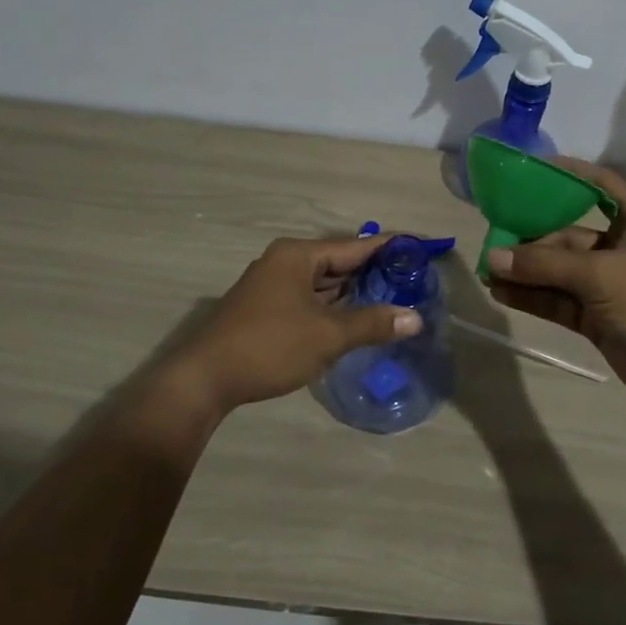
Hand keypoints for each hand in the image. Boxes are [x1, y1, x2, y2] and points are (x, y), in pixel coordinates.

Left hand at [168, 233, 421, 415]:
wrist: (205, 378)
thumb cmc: (269, 346)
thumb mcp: (327, 335)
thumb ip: (372, 323)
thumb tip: (415, 318)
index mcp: (298, 255)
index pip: (355, 246)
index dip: (389, 248)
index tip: (421, 248)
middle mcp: (284, 262)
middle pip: (339, 262)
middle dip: (374, 273)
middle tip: (413, 281)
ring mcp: (272, 286)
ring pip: (323, 284)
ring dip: (353, 293)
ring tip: (393, 300)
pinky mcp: (266, 309)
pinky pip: (309, 299)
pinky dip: (333, 307)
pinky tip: (355, 320)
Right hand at [485, 160, 625, 423]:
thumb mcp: (600, 276)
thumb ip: (544, 264)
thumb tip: (493, 257)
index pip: (600, 185)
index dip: (569, 173)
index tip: (530, 170)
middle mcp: (620, 250)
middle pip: (568, 233)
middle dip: (531, 237)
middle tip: (492, 238)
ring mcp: (607, 286)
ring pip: (558, 270)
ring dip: (525, 270)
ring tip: (487, 270)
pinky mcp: (596, 318)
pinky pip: (557, 299)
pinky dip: (531, 296)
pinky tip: (501, 293)